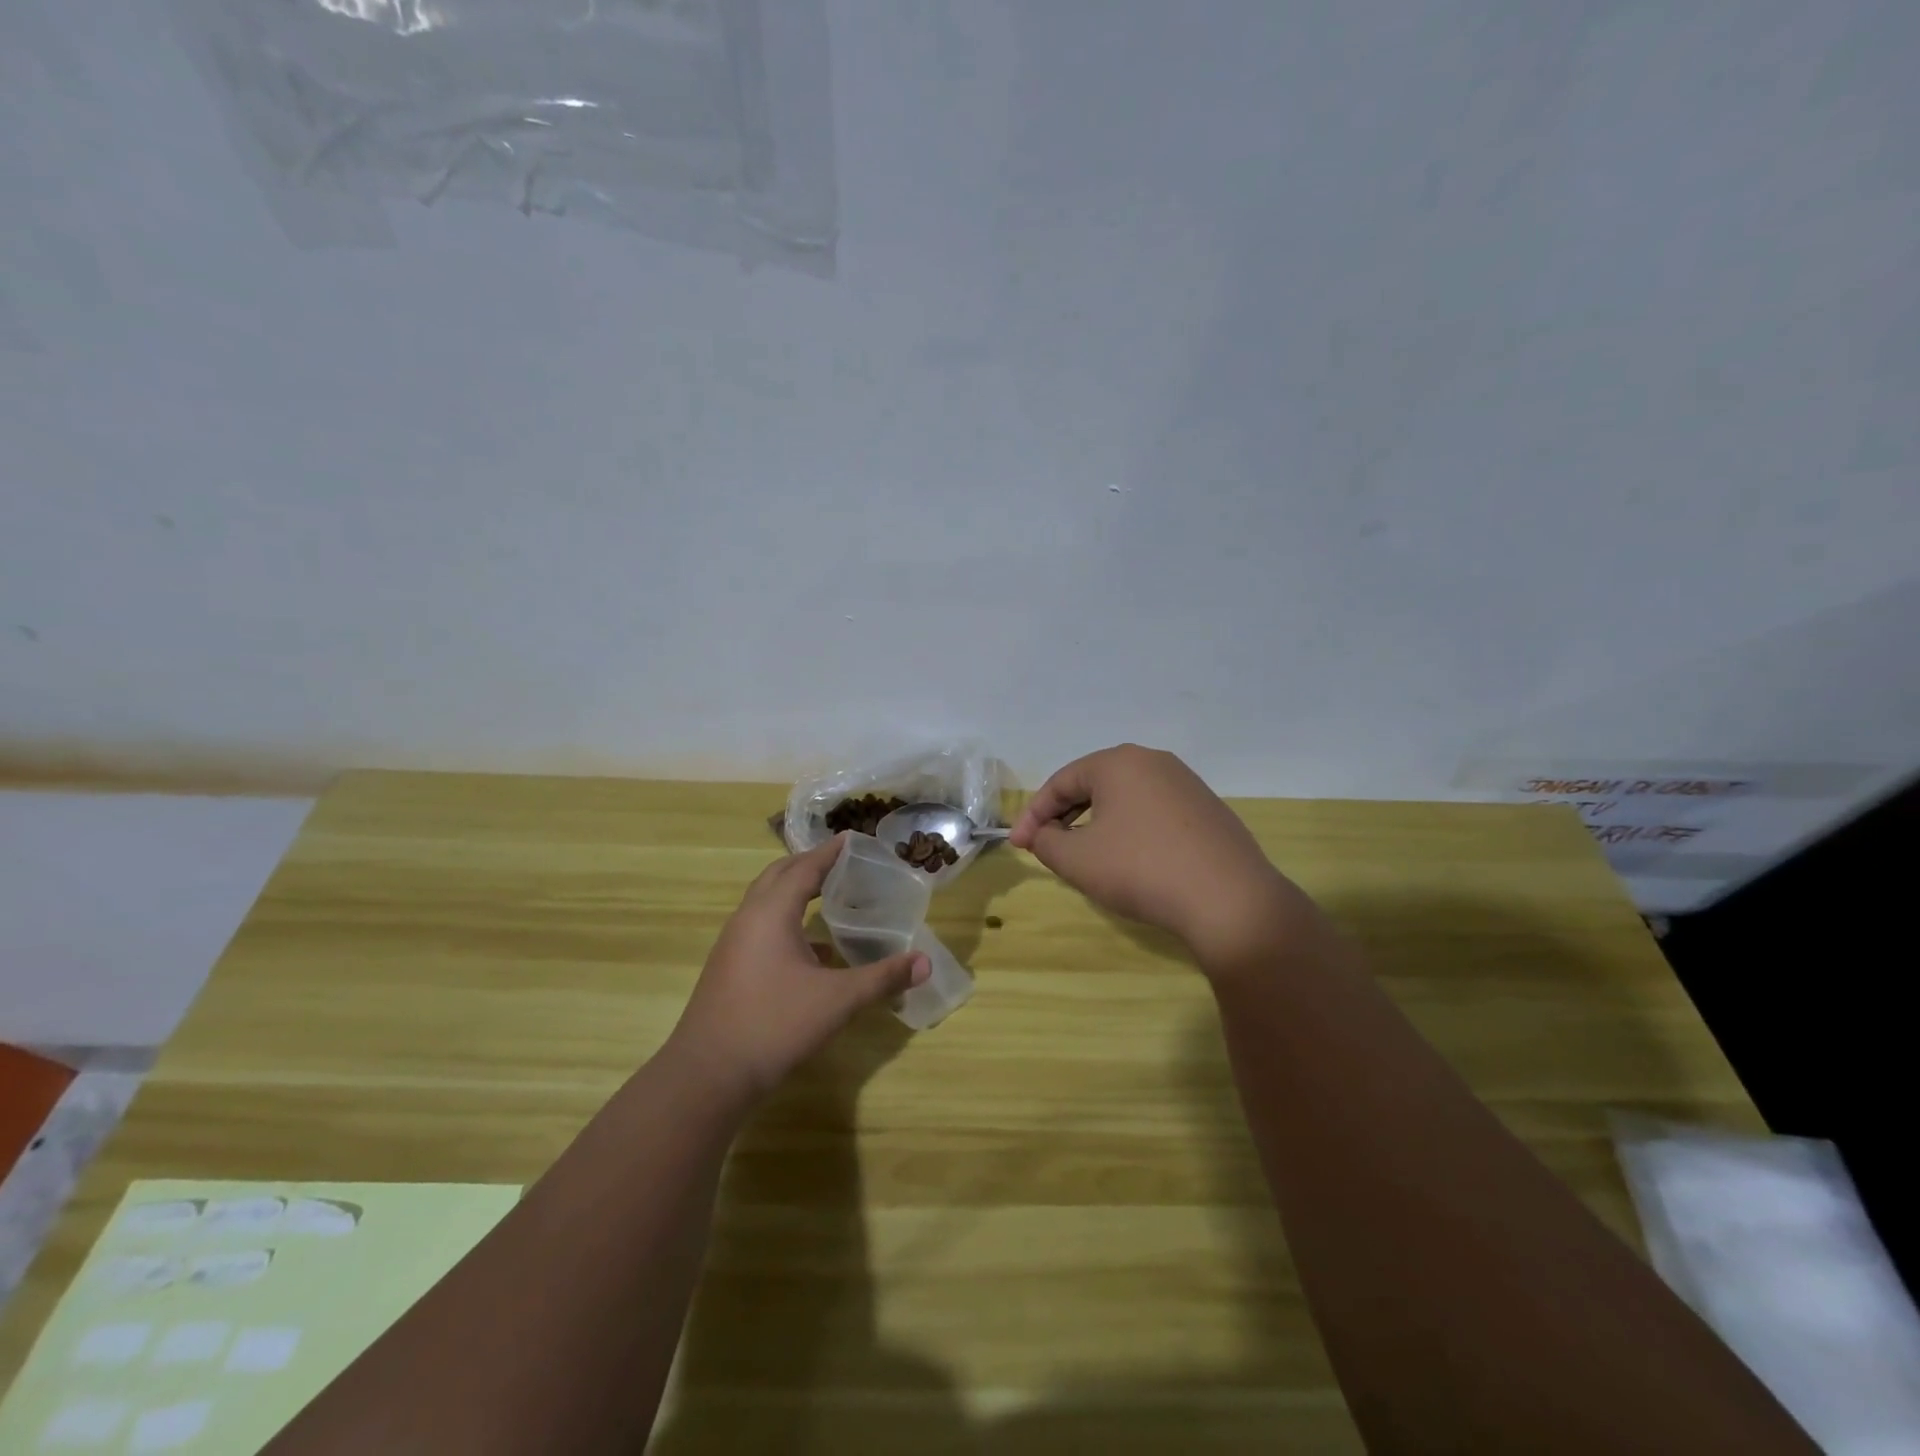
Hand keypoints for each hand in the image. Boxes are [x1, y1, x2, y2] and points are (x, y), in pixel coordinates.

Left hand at [665, 835, 928, 1106]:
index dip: (829, 852)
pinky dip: (785, 920)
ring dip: (794, 891)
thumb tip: (925, 963)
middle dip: (809, 864)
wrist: (708, 1076)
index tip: (852, 837)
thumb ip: (882, 978)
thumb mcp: (838, 1000)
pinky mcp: (729, 968)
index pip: (804, 868)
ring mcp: (733, 944)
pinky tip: (812, 949)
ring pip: (765, 901)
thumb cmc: (775, 1025)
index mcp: (771, 912)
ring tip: (828, 894)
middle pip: (778, 876)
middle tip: (842, 861)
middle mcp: (748, 918)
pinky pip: (760, 926)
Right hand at [1010, 744, 1325, 974]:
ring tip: (1086, 856)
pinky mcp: (1208, 810)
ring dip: (1097, 824)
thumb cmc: (1140, 869)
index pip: (1061, 782)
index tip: (1018, 846)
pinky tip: (1131, 861)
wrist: (1229, 899)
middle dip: (1064, 816)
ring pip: (1125, 799)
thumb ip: (1046, 842)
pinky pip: (1154, 813)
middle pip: (1093, 785)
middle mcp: (1153, 761)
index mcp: (1118, 762)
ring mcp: (1186, 784)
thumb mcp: (1077, 860)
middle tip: (1047, 848)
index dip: (1033, 815)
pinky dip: (1131, 831)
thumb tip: (1043, 835)